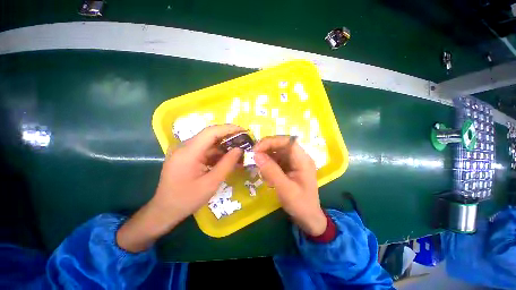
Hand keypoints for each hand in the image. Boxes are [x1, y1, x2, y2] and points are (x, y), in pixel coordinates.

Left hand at [117, 124, 243, 251]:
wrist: (164, 211)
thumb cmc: (187, 200)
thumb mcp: (211, 183)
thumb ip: (227, 164)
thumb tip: (239, 149)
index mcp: (188, 152)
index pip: (211, 132)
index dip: (228, 129)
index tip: (243, 130)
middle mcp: (184, 147)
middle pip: (210, 135)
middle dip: (228, 137)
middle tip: (244, 141)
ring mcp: (185, 151)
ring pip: (208, 143)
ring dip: (224, 146)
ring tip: (239, 150)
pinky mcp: (186, 156)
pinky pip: (205, 150)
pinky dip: (217, 153)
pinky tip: (227, 158)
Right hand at [253, 136, 326, 235]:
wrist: (308, 218)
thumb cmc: (300, 204)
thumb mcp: (285, 189)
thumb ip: (271, 171)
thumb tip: (256, 155)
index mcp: (303, 160)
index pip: (287, 141)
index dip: (271, 141)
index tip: (256, 149)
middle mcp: (299, 157)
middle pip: (281, 145)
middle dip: (266, 148)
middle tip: (253, 156)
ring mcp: (294, 162)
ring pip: (277, 151)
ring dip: (266, 157)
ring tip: (260, 169)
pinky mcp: (289, 167)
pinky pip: (276, 160)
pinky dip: (268, 165)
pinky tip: (266, 175)